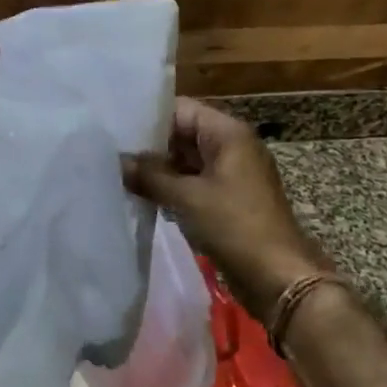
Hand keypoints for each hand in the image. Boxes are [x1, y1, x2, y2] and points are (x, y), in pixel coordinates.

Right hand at [122, 99, 331, 322]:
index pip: (180, 109)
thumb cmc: (235, 226)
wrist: (278, 277)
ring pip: (186, 161)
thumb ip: (150, 175)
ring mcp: (231, 174)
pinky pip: (194, 183)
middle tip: (108, 154)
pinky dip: (171, 188)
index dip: (147, 118)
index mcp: (228, 133)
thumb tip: (119, 161)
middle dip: (148, 146)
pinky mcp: (228, 199)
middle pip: (182, 133)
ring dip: (157, 170)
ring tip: (117, 174)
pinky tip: (141, 196)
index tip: (113, 129)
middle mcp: (232, 146)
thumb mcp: (186, 197)